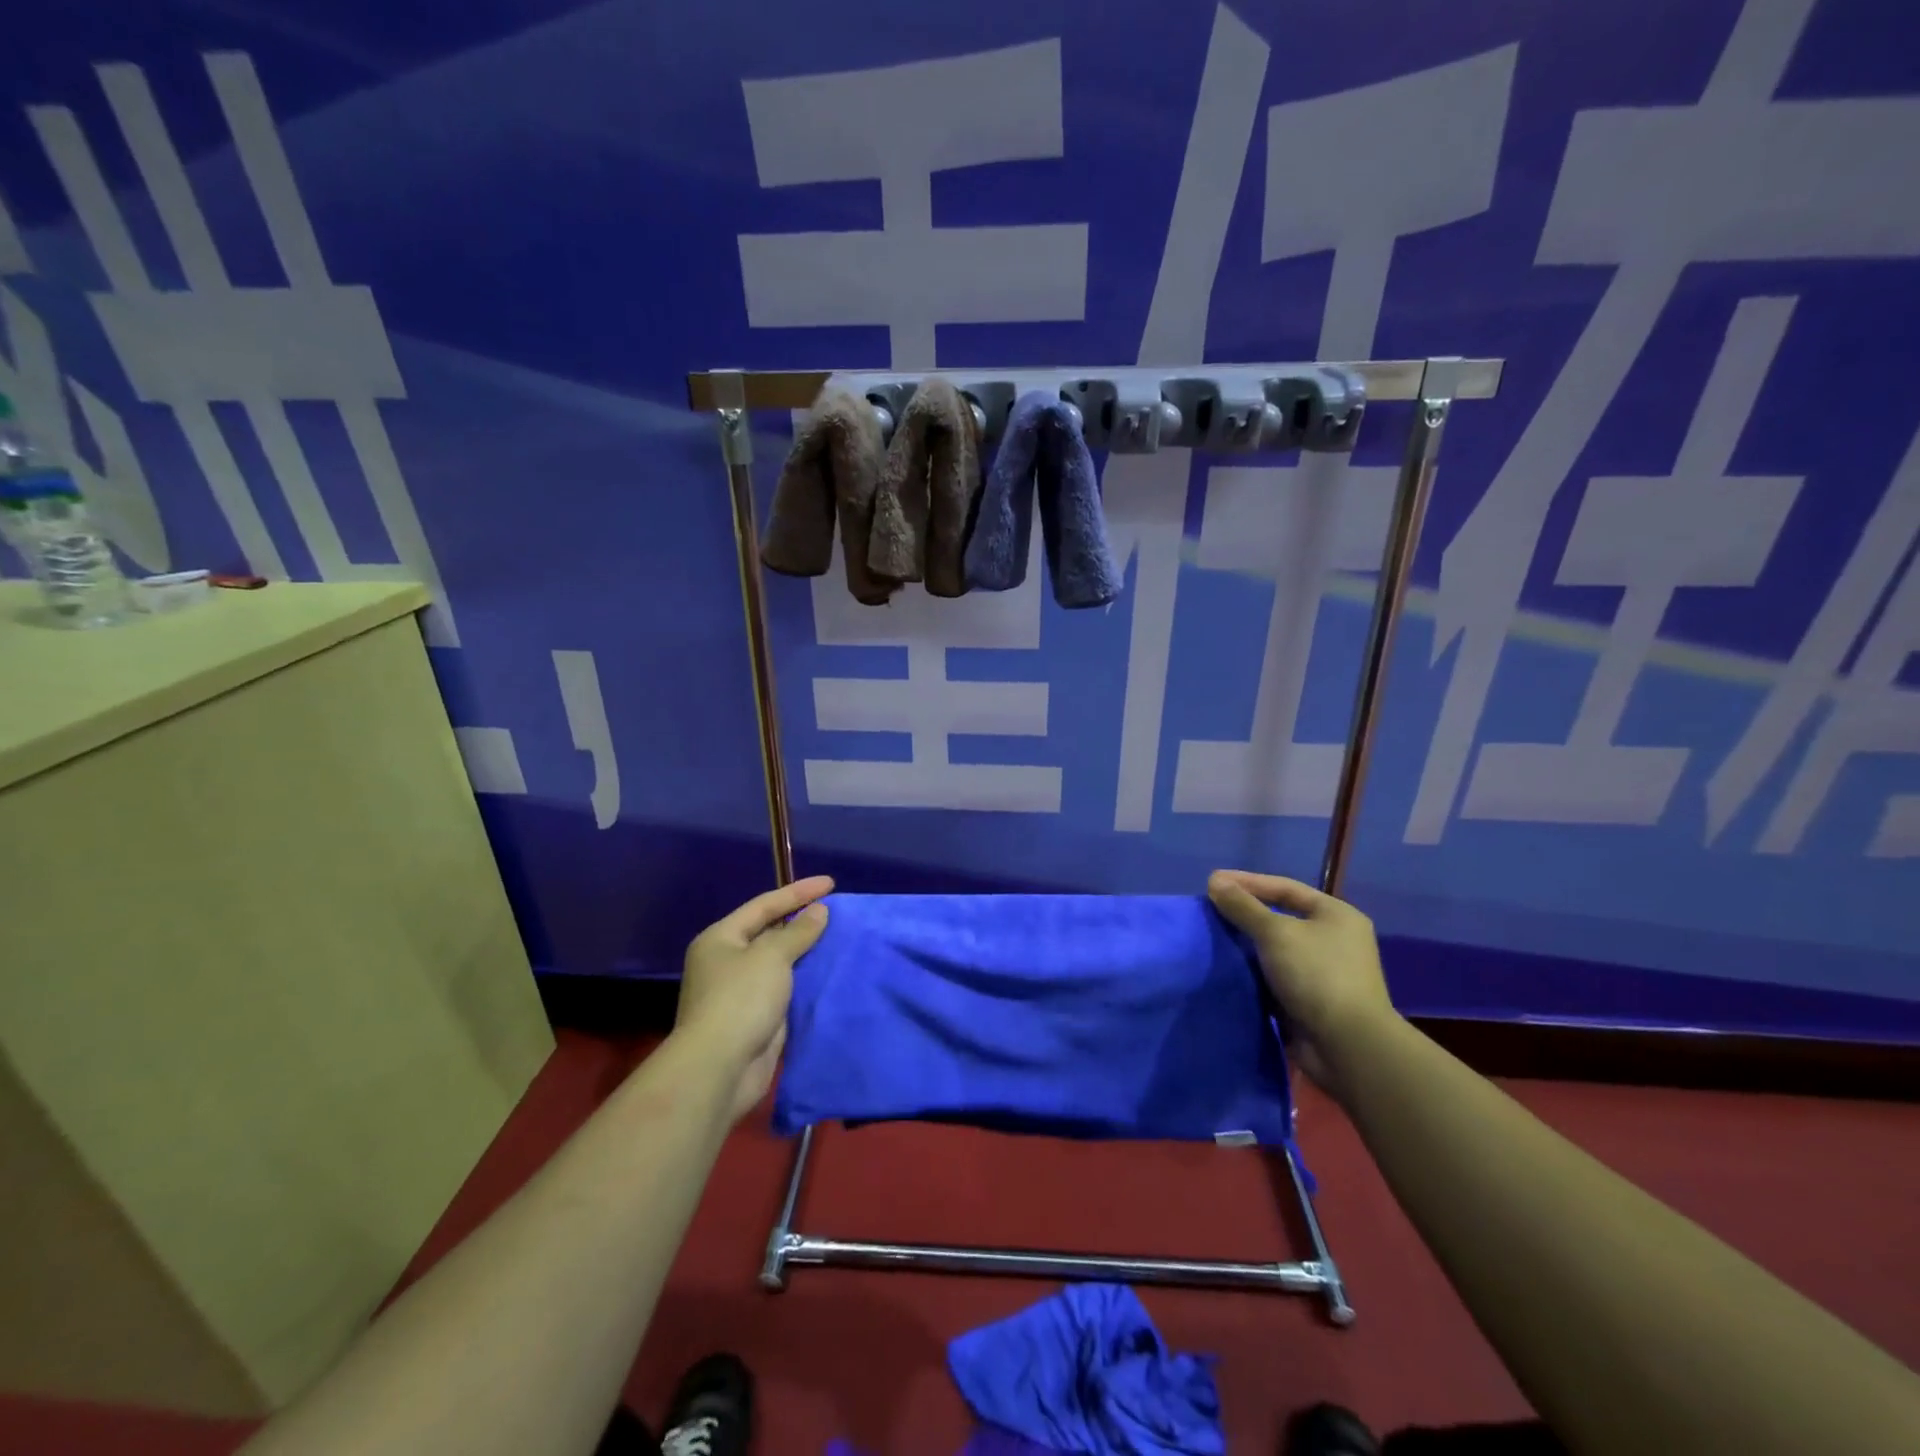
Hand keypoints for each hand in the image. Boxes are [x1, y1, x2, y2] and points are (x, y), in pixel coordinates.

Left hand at [676, 876, 832, 1120]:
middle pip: (770, 932)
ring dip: (807, 953)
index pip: (764, 905)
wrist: (720, 1069)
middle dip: (802, 922)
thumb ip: (798, 932)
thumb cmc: (740, 1000)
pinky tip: (829, 973)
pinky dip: (806, 981)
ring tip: (839, 939)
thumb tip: (819, 912)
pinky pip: (785, 989)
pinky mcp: (756, 1018)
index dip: (798, 892)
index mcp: (721, 939)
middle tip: (836, 911)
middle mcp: (726, 961)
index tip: (831, 883)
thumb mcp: (772, 956)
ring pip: (779, 963)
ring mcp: (740, 992)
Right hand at [1207, 869, 1396, 1091]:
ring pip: (1275, 950)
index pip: (1285, 888)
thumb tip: (1216, 882)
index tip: (1213, 881)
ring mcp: (1323, 972)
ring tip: (1211, 937)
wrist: (1347, 1046)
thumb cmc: (1316, 975)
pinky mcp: (1310, 1000)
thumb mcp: (1276, 933)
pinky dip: (1252, 972)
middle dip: (1245, 914)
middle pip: (1280, 917)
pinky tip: (1226, 968)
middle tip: (1210, 909)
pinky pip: (1274, 977)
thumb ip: (1243, 906)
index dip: (1248, 882)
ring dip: (1245, 945)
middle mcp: (1333, 940)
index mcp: (1336, 915)